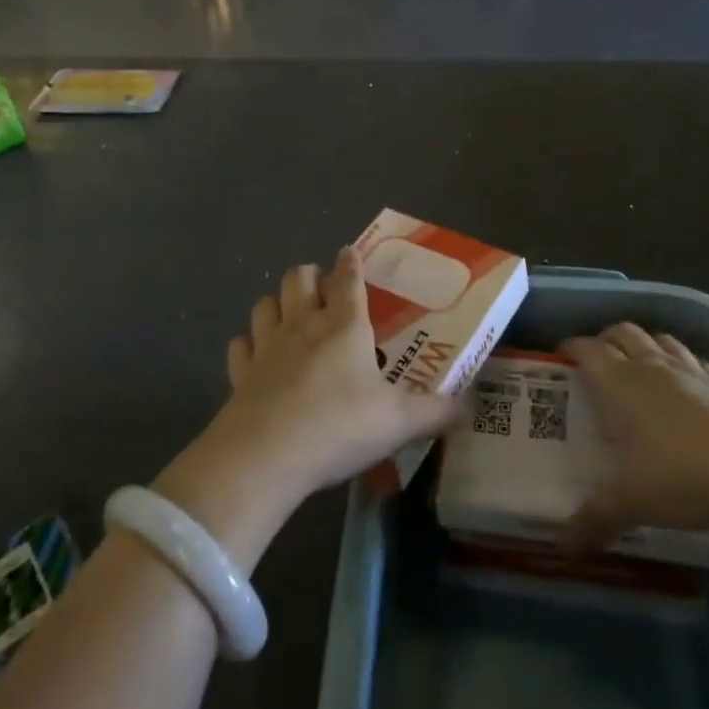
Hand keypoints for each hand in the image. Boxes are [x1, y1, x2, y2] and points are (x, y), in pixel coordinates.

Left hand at [210, 247, 458, 499]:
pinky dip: (248, 345)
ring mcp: (266, 347)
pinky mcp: (240, 373)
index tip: (350, 252)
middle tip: (322, 289)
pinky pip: (240, 346)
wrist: (265, 456)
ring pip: (265, 303)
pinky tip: (256, 355)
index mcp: (344, 326)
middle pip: (298, 277)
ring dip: (277, 303)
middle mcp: (303, 325)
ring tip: (289, 315)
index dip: (351, 262)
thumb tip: (467, 408)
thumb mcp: (399, 422)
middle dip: (309, 274)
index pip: (348, 279)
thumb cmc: (338, 427)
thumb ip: (435, 413)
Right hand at [563, 323, 708, 551]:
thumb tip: (562, 546)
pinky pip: (694, 360)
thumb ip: (595, 520)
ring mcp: (692, 372)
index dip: (570, 348)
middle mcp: (653, 367)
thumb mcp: (633, 502)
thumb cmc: (685, 475)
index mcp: (621, 383)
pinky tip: (684, 384)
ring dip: (642, 344)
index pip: (588, 350)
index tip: (559, 357)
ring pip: (659, 339)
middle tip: (594, 362)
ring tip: (636, 366)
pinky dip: (680, 362)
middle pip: (622, 333)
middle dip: (604, 339)